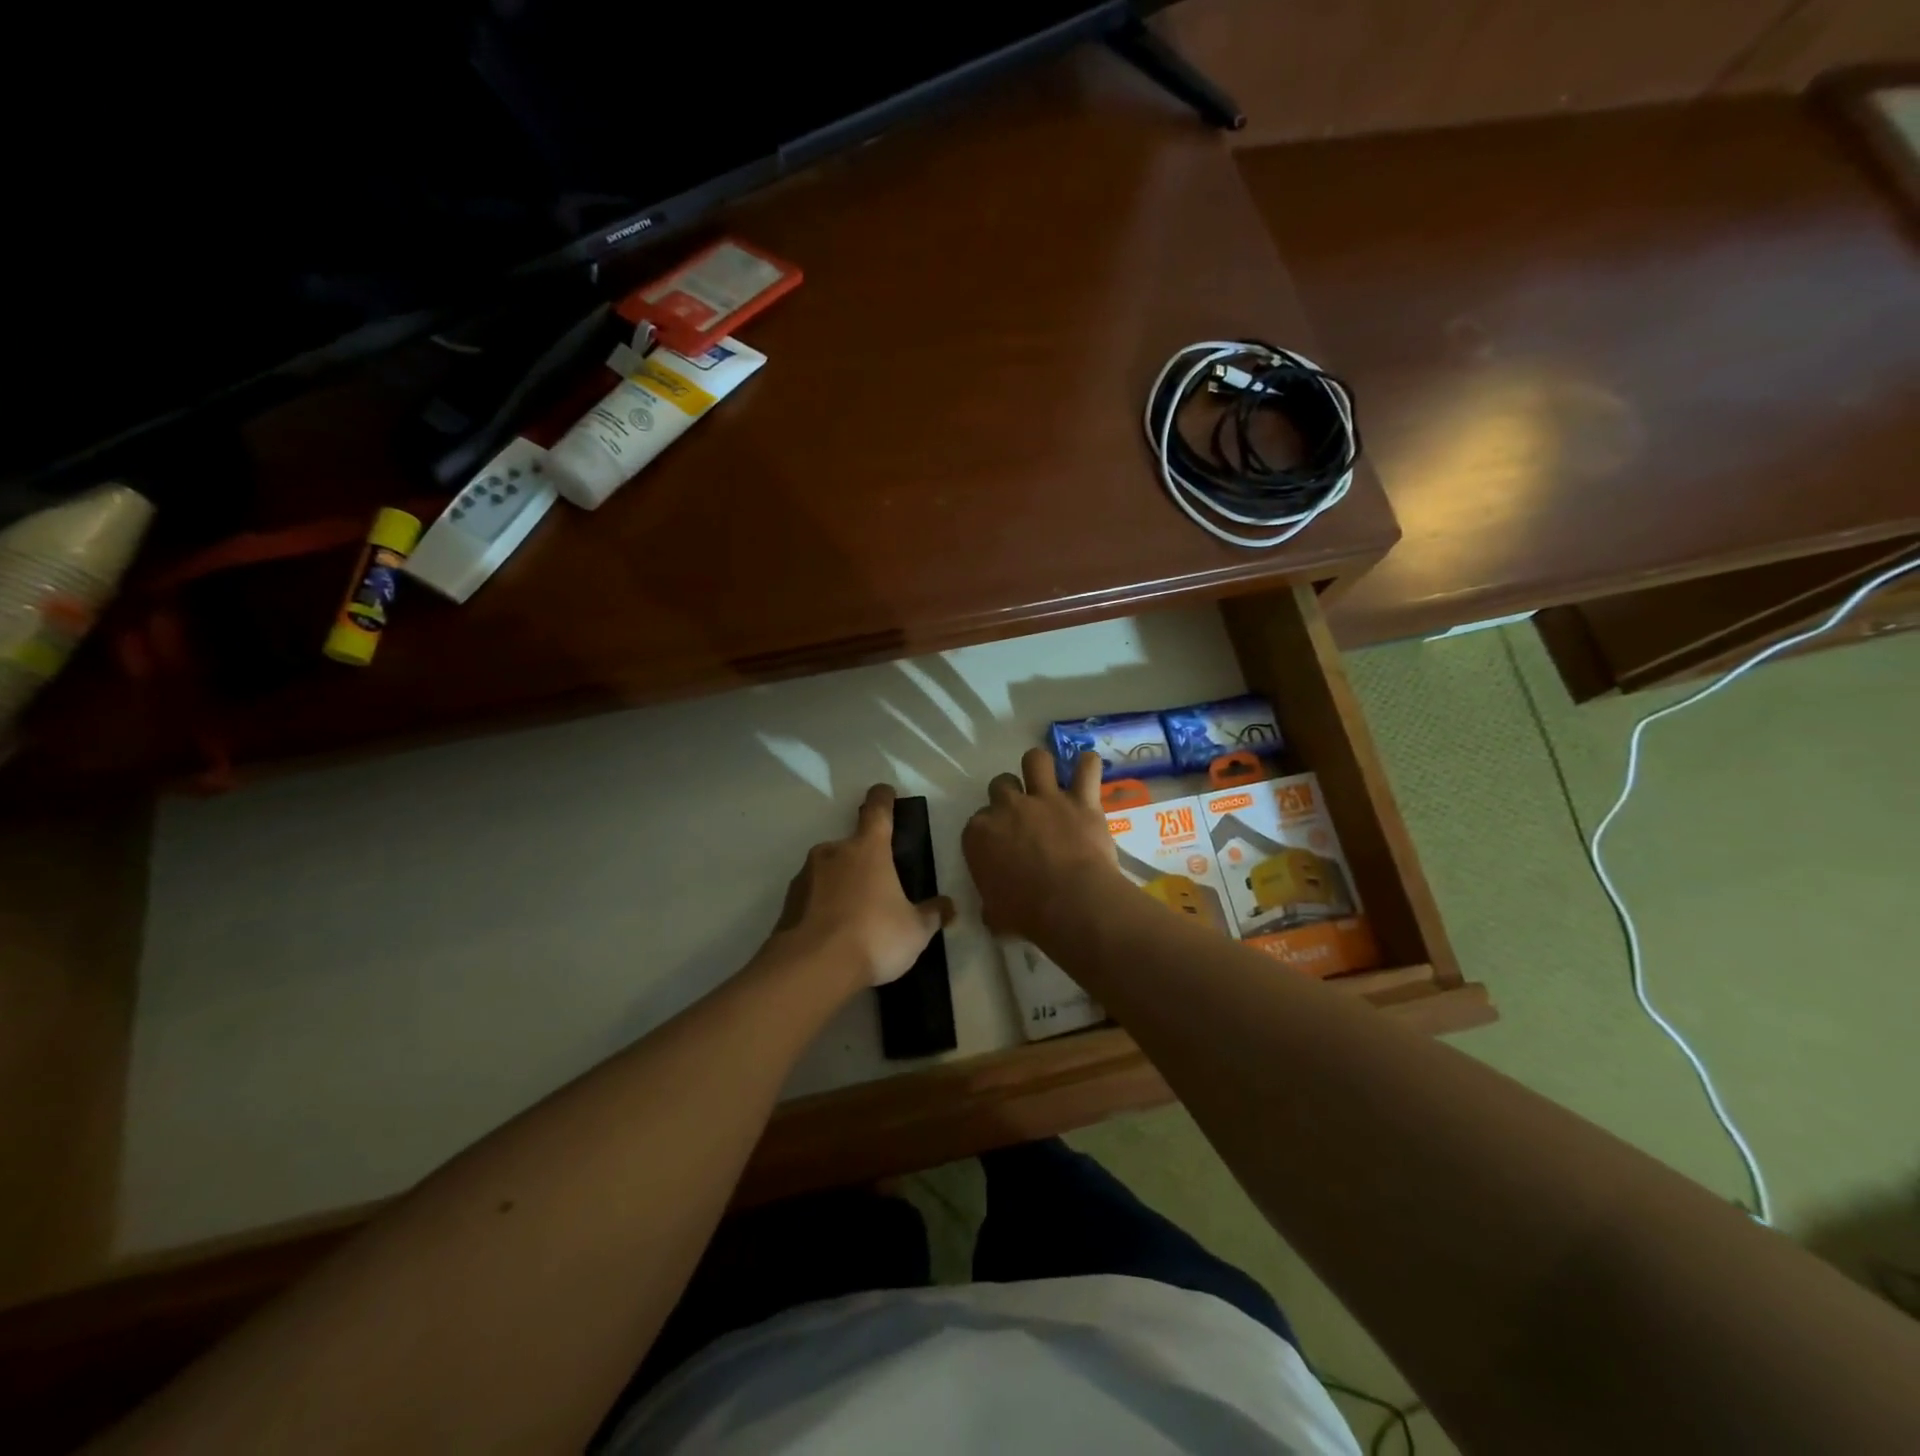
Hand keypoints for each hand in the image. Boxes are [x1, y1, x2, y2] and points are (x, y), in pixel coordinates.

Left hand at [773, 784, 954, 989]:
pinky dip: (823, 907)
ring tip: (856, 919)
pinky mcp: (788, 902)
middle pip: (852, 845)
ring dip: (842, 885)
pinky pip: (812, 897)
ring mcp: (806, 875)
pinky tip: (834, 934)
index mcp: (868, 848)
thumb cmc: (873, 936)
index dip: (883, 798)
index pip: (877, 810)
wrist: (811, 968)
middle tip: (880, 888)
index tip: (886, 793)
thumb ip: (932, 914)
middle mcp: (834, 852)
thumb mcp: (915, 930)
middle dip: (865, 861)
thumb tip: (948, 906)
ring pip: (830, 871)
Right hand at [962, 748, 1119, 940]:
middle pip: (1001, 784)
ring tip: (1049, 779)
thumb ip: (990, 905)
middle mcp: (1008, 807)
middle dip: (1010, 794)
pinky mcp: (1081, 800)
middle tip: (1023, 814)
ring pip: (1036, 760)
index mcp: (979, 834)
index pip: (977, 822)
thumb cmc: (1027, 915)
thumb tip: (993, 912)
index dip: (990, 831)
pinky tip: (1087, 769)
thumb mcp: (995, 916)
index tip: (1000, 846)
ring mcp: (1045, 799)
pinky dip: (1087, 766)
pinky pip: (1086, 768)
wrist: (1071, 904)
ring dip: (1040, 767)